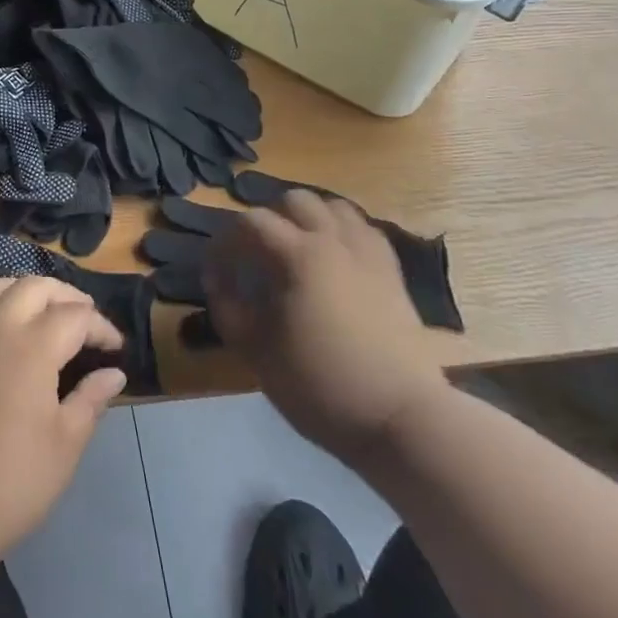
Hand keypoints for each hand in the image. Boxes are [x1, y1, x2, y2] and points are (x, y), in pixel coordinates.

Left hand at [0, 276, 126, 580]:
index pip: (76, 316)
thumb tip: (114, 373)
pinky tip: (7, 330)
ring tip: (46, 314)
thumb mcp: (64, 446)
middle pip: (37, 287)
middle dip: (68, 297)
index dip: (101, 327)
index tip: (116, 349)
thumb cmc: (9, 482)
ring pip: (0, 286)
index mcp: (33, 346)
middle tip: (86, 322)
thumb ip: (91, 400)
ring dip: (29, 292)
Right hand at [203, 189, 449, 461]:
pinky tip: (334, 260)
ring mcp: (367, 252)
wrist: (401, 417)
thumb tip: (218, 280)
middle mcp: (333, 240)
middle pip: (295, 200)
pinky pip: (364, 230)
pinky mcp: (391, 271)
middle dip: (269, 219)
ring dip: (308, 219)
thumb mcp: (257, 351)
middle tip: (257, 255)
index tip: (216, 270)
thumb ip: (228, 308)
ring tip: (296, 249)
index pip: (251, 222)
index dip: (226, 241)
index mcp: (298, 254)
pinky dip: (342, 232)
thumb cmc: (320, 384)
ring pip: (334, 207)